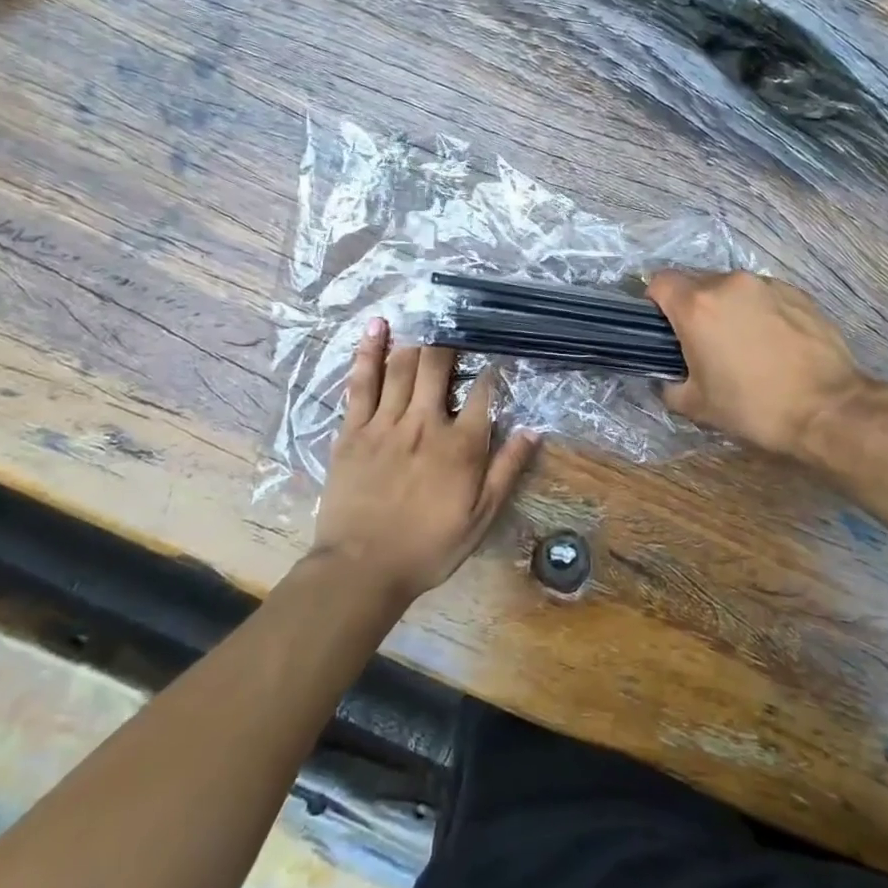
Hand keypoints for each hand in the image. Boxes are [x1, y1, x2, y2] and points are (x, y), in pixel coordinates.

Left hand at [313, 318, 538, 603]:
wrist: (361, 569)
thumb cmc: (428, 547)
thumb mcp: (481, 517)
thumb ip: (507, 470)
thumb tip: (533, 429)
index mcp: (460, 445)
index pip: (483, 393)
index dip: (492, 371)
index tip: (496, 359)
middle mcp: (425, 423)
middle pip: (439, 366)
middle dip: (450, 343)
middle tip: (456, 329)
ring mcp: (386, 423)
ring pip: (403, 366)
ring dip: (417, 339)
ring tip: (427, 318)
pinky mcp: (353, 429)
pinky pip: (362, 382)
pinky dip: (369, 351)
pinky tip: (377, 325)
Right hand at [646, 270, 868, 458]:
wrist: (827, 409)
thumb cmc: (753, 407)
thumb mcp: (697, 406)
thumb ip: (669, 385)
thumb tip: (668, 377)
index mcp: (697, 306)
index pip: (659, 282)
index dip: (656, 303)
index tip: (665, 329)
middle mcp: (729, 284)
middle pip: (696, 283)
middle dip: (693, 308)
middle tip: (704, 343)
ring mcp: (767, 285)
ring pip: (732, 288)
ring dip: (727, 308)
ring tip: (743, 344)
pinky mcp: (797, 293)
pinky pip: (763, 295)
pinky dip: (758, 311)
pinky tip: (772, 343)